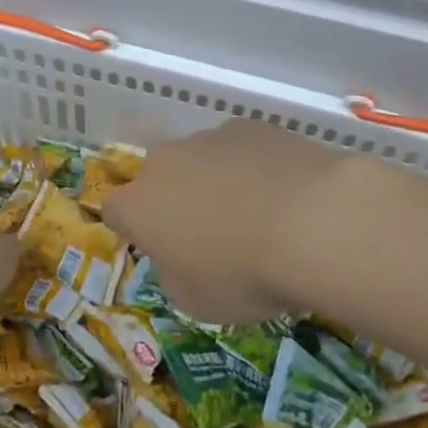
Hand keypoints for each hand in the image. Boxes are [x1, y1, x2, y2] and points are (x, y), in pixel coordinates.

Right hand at [101, 120, 355, 325]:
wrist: (313, 222)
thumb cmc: (243, 274)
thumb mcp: (196, 301)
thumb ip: (174, 273)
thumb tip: (180, 255)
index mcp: (139, 206)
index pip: (114, 210)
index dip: (135, 229)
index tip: (161, 248)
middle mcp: (164, 162)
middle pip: (158, 177)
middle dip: (175, 199)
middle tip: (210, 232)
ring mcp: (209, 137)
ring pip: (200, 159)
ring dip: (216, 181)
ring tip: (257, 213)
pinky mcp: (252, 126)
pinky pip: (241, 149)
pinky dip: (253, 166)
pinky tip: (285, 192)